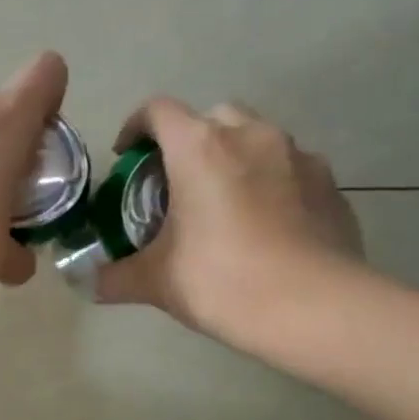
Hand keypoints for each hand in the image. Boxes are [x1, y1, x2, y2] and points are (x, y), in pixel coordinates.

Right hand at [96, 100, 365, 352]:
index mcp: (200, 148)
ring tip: (224, 202)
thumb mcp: (156, 282)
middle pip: (211, 116)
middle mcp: (251, 135)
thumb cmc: (222, 281)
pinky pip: (290, 168)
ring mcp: (298, 155)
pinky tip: (267, 224)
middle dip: (189, 140)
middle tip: (177, 182)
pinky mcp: (330, 183)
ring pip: (256, 137)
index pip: (157, 111)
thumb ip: (115, 277)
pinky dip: (271, 182)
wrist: (314, 308)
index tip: (127, 157)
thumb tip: (89, 283)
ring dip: (234, 157)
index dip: (135, 127)